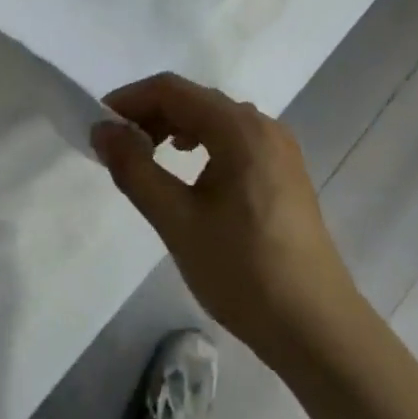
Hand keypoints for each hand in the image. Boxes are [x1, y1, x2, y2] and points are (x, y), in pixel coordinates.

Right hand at [93, 75, 363, 365]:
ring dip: (175, 128)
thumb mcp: (177, 221)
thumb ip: (135, 169)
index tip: (100, 126)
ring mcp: (278, 147)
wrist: (317, 329)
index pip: (172, 89)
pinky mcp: (284, 170)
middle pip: (195, 99)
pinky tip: (189, 173)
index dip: (130, 99)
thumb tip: (102, 130)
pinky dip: (202, 143)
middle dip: (150, 114)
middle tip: (116, 147)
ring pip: (214, 118)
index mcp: (239, 127)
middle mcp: (262, 124)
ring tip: (147, 158)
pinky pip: (233, 138)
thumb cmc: (243, 271)